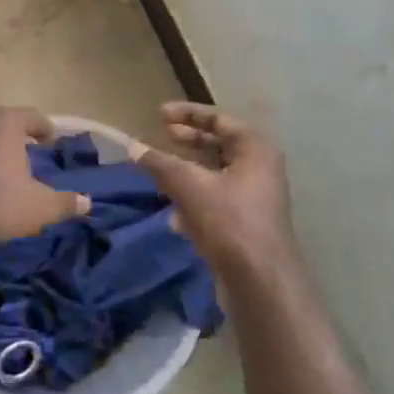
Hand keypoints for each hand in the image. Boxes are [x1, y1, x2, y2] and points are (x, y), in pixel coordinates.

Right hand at [135, 103, 302, 286]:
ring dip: (187, 172)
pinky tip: (174, 217)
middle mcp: (260, 167)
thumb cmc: (229, 222)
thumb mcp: (189, 187)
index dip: (188, 113)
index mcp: (255, 149)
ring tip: (160, 173)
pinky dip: (195, 199)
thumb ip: (160, 163)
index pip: (219, 120)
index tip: (159, 114)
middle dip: (188, 141)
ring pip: (215, 174)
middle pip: (219, 145)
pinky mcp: (246, 221)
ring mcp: (255, 196)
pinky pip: (216, 199)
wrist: (260, 280)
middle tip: (162, 135)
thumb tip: (134, 147)